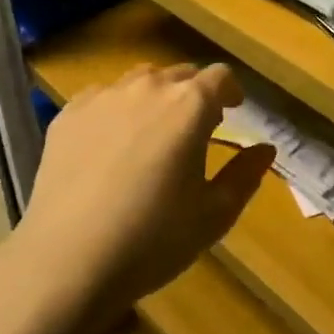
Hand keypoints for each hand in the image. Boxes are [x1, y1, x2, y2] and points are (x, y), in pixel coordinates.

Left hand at [14, 63, 272, 325]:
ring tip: (152, 132)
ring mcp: (104, 96)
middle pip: (180, 74)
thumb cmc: (153, 239)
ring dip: (155, 97)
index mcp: (190, 105)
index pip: (220, 77)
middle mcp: (148, 87)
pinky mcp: (69, 113)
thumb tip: (265, 149)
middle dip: (194, 94)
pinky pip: (102, 97)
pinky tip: (109, 144)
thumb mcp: (214, 215)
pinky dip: (115, 110)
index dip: (231, 91)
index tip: (233, 110)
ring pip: (139, 81)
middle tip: (195, 128)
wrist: (68, 259)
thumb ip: (245, 175)